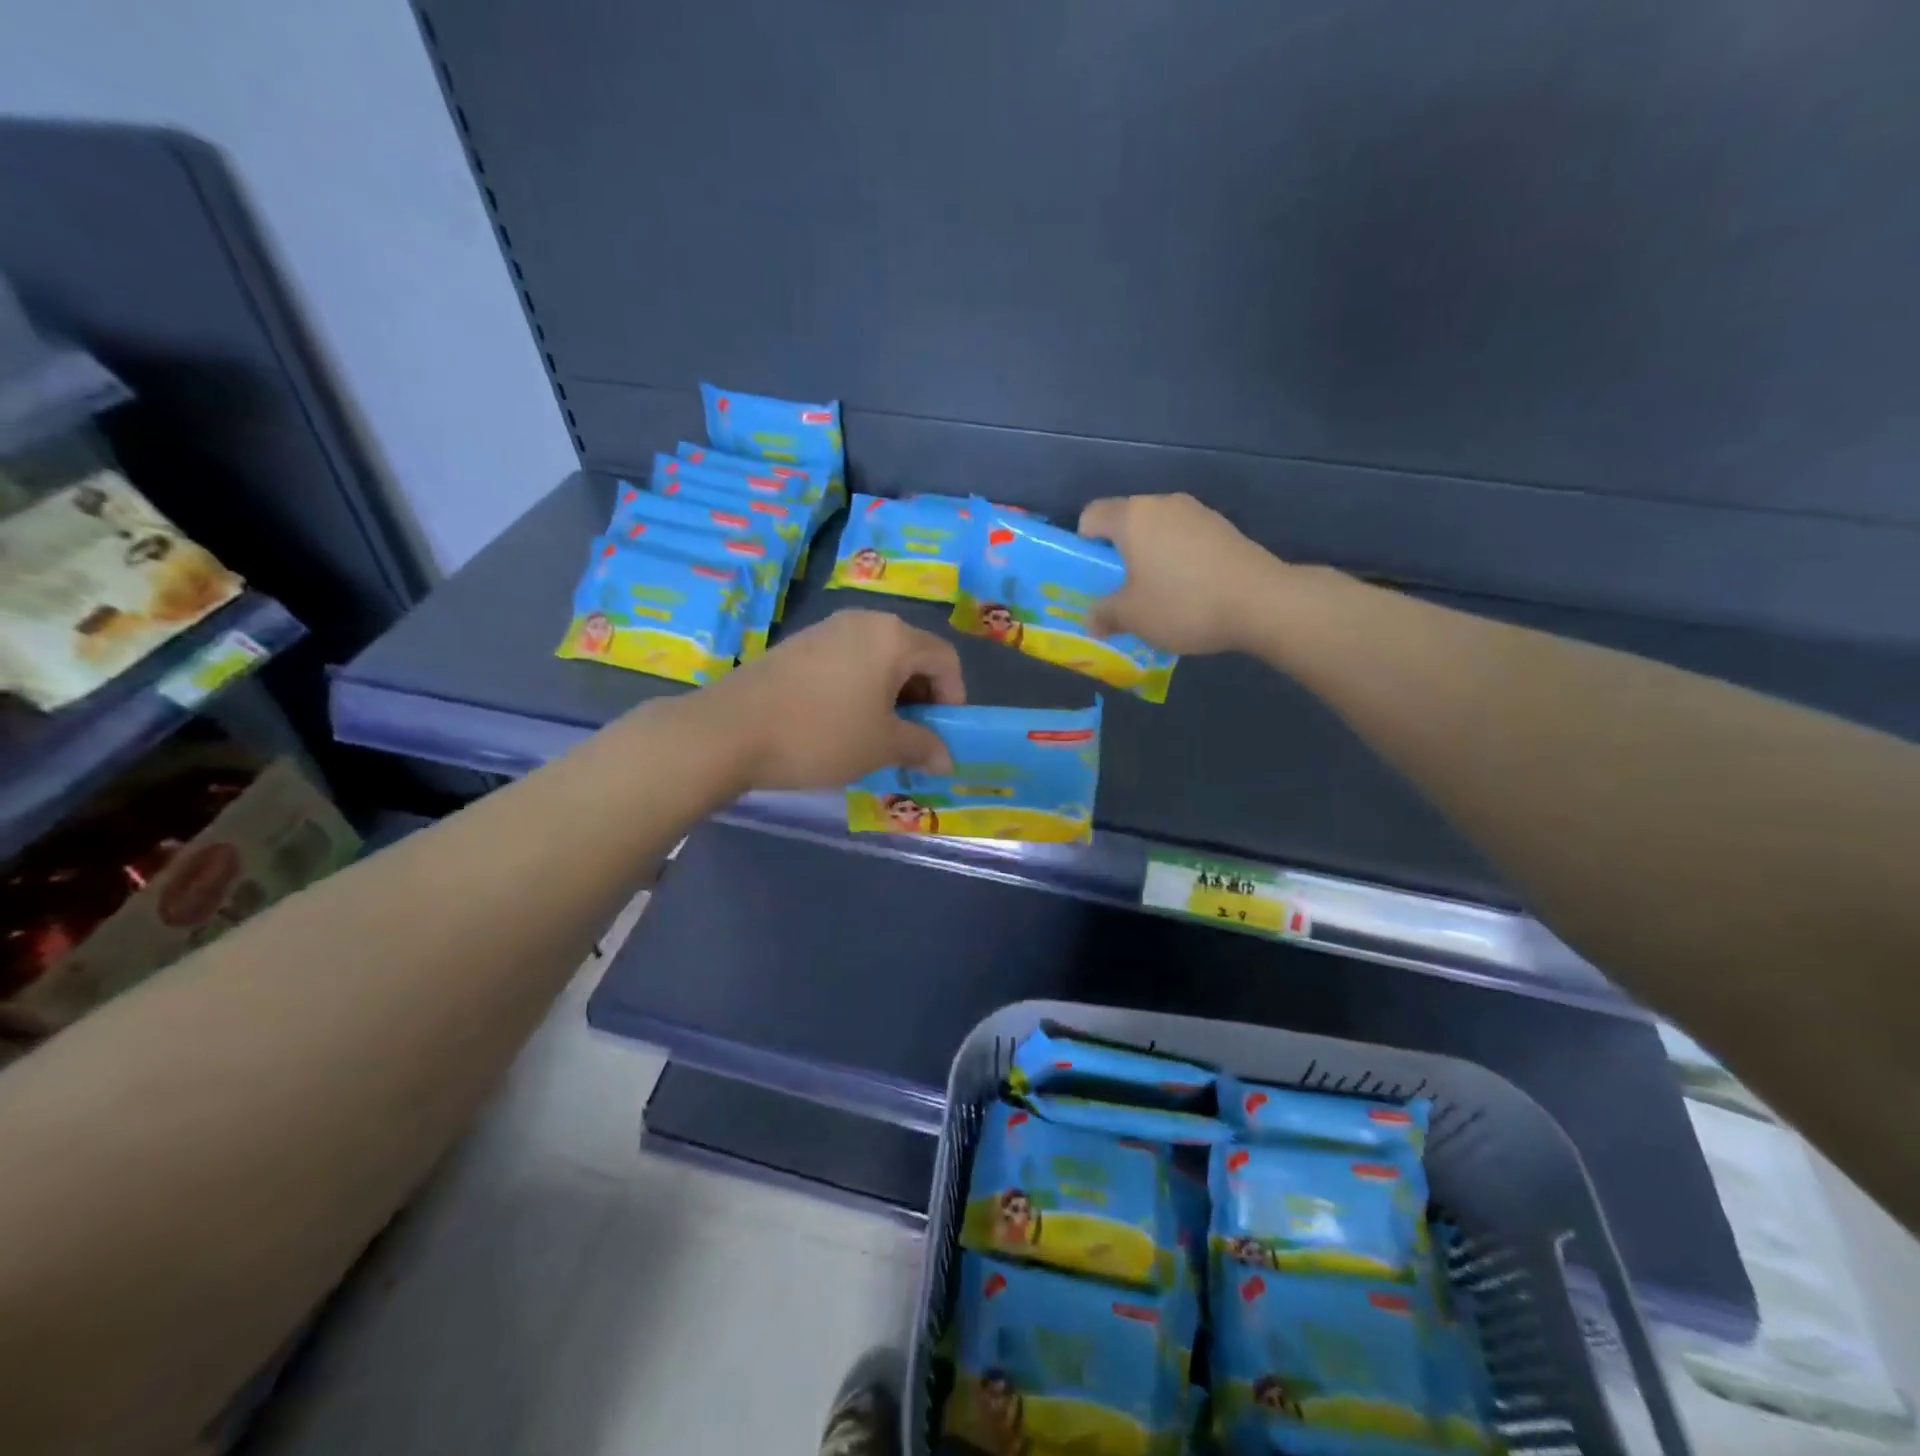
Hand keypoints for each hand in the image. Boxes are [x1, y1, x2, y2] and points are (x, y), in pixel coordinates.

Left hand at [699, 609, 964, 789]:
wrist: (729, 731)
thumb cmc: (821, 734)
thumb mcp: (881, 746)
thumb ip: (922, 747)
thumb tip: (946, 759)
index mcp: (892, 636)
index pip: (945, 658)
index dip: (953, 697)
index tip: (941, 734)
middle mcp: (862, 621)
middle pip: (911, 654)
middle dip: (921, 697)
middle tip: (911, 737)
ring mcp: (826, 629)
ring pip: (877, 658)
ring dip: (889, 695)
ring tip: (876, 733)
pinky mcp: (798, 645)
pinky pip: (846, 662)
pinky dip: (858, 688)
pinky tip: (840, 722)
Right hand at [1078, 494, 1281, 654]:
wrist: (1260, 602)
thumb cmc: (1182, 603)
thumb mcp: (1132, 617)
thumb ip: (1104, 614)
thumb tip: (1091, 620)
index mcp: (1132, 517)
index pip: (1091, 515)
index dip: (1082, 544)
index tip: (1091, 576)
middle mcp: (1163, 504)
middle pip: (1126, 522)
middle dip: (1117, 554)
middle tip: (1119, 590)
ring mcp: (1198, 513)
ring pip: (1158, 531)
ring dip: (1149, 557)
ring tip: (1156, 594)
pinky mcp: (1224, 528)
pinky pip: (1185, 540)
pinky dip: (1177, 560)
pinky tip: (1188, 591)